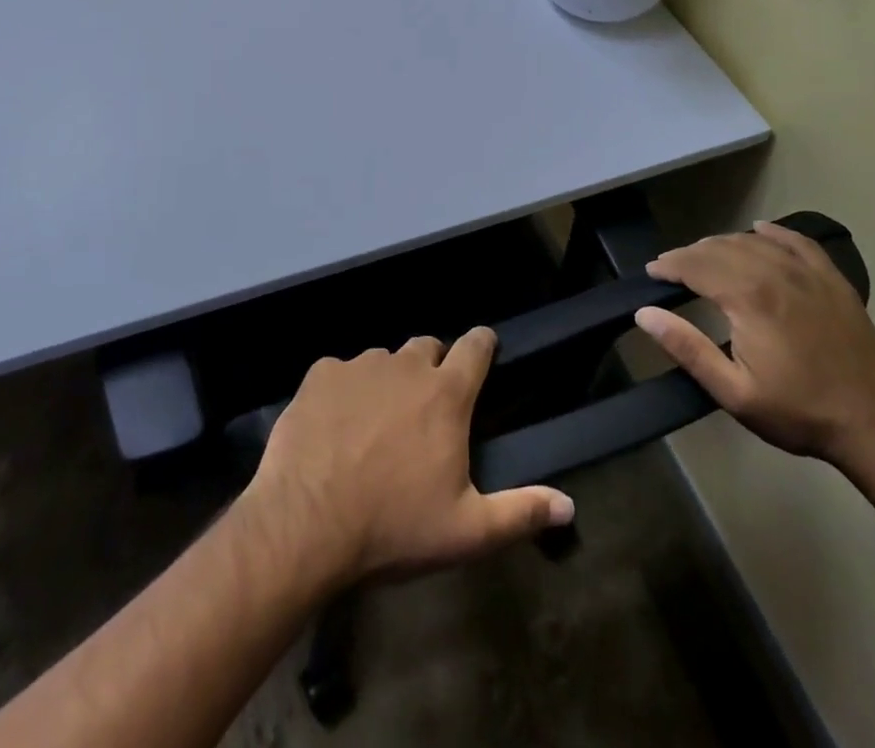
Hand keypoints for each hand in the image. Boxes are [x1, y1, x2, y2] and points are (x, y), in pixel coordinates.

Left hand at [243, 329, 574, 587]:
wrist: (306, 523)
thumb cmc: (393, 527)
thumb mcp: (466, 532)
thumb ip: (520, 513)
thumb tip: (569, 507)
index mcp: (446, 394)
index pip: (476, 346)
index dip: (483, 343)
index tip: (485, 347)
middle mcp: (405, 366)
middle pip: (428, 347)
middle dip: (433, 366)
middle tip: (425, 407)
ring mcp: (360, 365)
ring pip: (383, 359)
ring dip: (387, 380)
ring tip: (376, 421)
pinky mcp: (321, 374)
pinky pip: (341, 371)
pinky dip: (344, 390)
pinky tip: (334, 424)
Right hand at [636, 220, 874, 469]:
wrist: (873, 426)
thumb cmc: (797, 412)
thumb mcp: (733, 392)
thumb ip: (687, 348)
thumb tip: (645, 314)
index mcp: (749, 298)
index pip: (696, 265)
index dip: (669, 265)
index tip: (652, 272)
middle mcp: (776, 273)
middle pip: (721, 248)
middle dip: (690, 254)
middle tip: (672, 268)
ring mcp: (808, 274)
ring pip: (754, 241)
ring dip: (724, 244)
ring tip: (706, 256)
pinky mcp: (833, 280)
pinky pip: (798, 242)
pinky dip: (775, 232)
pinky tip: (760, 230)